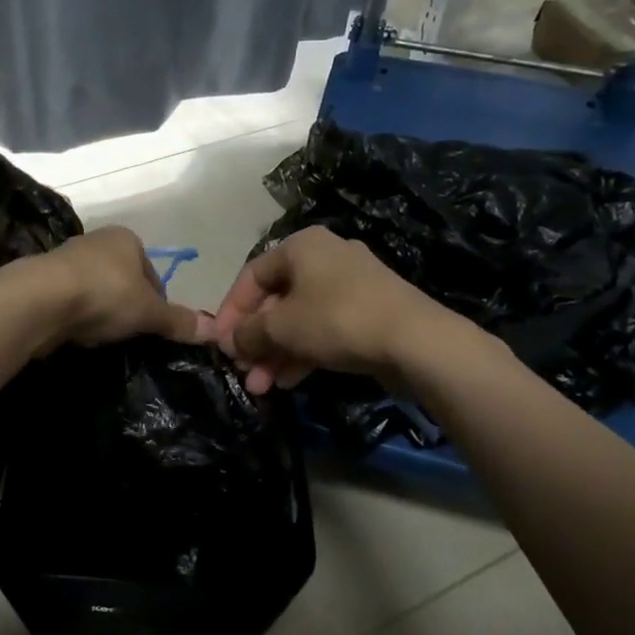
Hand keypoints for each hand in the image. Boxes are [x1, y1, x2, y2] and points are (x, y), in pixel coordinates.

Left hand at [15, 226, 209, 349]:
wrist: (40, 299)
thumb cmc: (105, 294)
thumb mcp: (149, 312)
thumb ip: (177, 321)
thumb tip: (213, 331)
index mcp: (126, 238)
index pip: (152, 274)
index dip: (157, 303)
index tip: (153, 327)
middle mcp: (97, 241)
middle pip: (124, 281)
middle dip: (128, 307)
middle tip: (129, 334)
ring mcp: (67, 259)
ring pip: (96, 291)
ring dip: (101, 312)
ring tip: (102, 336)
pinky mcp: (43, 280)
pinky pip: (71, 301)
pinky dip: (77, 317)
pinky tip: (78, 333)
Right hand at [212, 227, 450, 394]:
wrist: (414, 340)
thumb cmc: (336, 319)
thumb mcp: (281, 327)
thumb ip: (248, 333)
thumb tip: (231, 341)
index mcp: (302, 246)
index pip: (252, 275)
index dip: (231, 311)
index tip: (220, 343)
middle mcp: (325, 257)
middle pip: (277, 300)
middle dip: (256, 340)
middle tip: (243, 370)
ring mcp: (350, 286)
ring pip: (300, 319)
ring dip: (276, 352)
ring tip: (261, 387)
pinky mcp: (368, 313)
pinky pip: (324, 330)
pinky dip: (303, 352)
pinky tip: (288, 382)